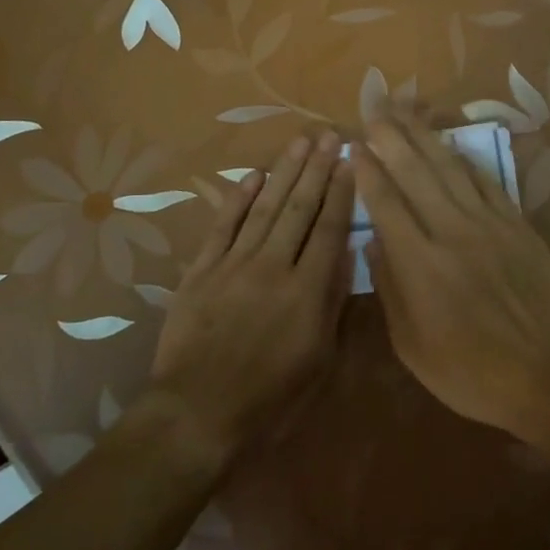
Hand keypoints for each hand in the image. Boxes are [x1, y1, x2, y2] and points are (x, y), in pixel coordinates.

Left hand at [149, 129, 354, 464]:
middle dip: (317, 169)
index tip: (351, 161)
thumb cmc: (270, 399)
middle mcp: (273, 266)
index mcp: (307, 290)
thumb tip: (344, 254)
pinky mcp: (202, 270)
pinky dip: (237, 199)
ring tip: (300, 143)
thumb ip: (332, 303)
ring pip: (264, 207)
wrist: (198, 414)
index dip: (342, 192)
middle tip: (329, 135)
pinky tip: (253, 176)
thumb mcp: (319, 361)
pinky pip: (223, 225)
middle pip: (299, 208)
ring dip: (284, 172)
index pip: (330, 228)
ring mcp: (234, 264)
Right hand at [354, 109, 549, 462]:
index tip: (354, 146)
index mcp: (420, 265)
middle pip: (416, 173)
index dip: (367, 171)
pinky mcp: (518, 225)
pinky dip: (465, 159)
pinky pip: (487, 181)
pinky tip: (451, 144)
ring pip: (451, 168)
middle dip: (391, 138)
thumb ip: (390, 288)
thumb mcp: (412, 346)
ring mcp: (490, 224)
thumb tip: (373, 242)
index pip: (386, 203)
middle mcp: (452, 232)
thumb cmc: (472, 373)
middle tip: (374, 110)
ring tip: (405, 110)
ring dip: (425, 136)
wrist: (549, 376)